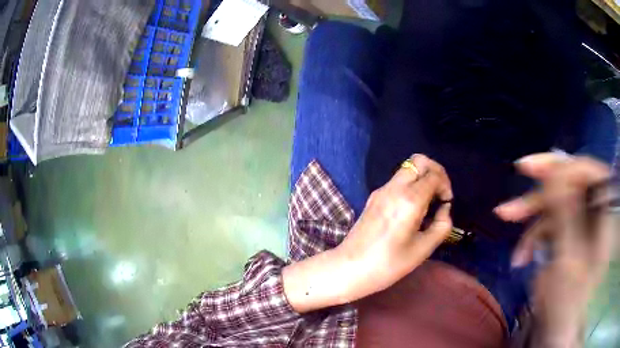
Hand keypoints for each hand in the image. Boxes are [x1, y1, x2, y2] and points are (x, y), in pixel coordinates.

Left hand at [283, 154, 452, 312]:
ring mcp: (381, 190)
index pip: (434, 174)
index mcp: (409, 200)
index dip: (446, 185)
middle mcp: (394, 188)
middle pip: (419, 161)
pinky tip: (411, 208)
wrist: (350, 268)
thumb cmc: (388, 264)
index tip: (446, 203)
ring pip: (407, 169)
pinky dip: (410, 185)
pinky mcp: (373, 197)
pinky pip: (397, 181)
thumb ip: (442, 225)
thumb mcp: (423, 249)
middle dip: (435, 172)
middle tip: (439, 194)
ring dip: (422, 178)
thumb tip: (444, 209)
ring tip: (427, 203)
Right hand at [495, 153, 614, 347]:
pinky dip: (535, 240)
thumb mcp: (569, 261)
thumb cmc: (569, 303)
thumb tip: (554, 171)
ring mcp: (582, 226)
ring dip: (531, 226)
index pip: (586, 172)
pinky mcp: (570, 237)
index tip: (527, 169)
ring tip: (512, 245)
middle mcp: (595, 214)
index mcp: (603, 216)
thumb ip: (566, 213)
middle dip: (537, 200)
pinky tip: (522, 257)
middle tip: (508, 209)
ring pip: (556, 209)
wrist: (560, 331)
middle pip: (567, 190)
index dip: (560, 166)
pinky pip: (551, 227)